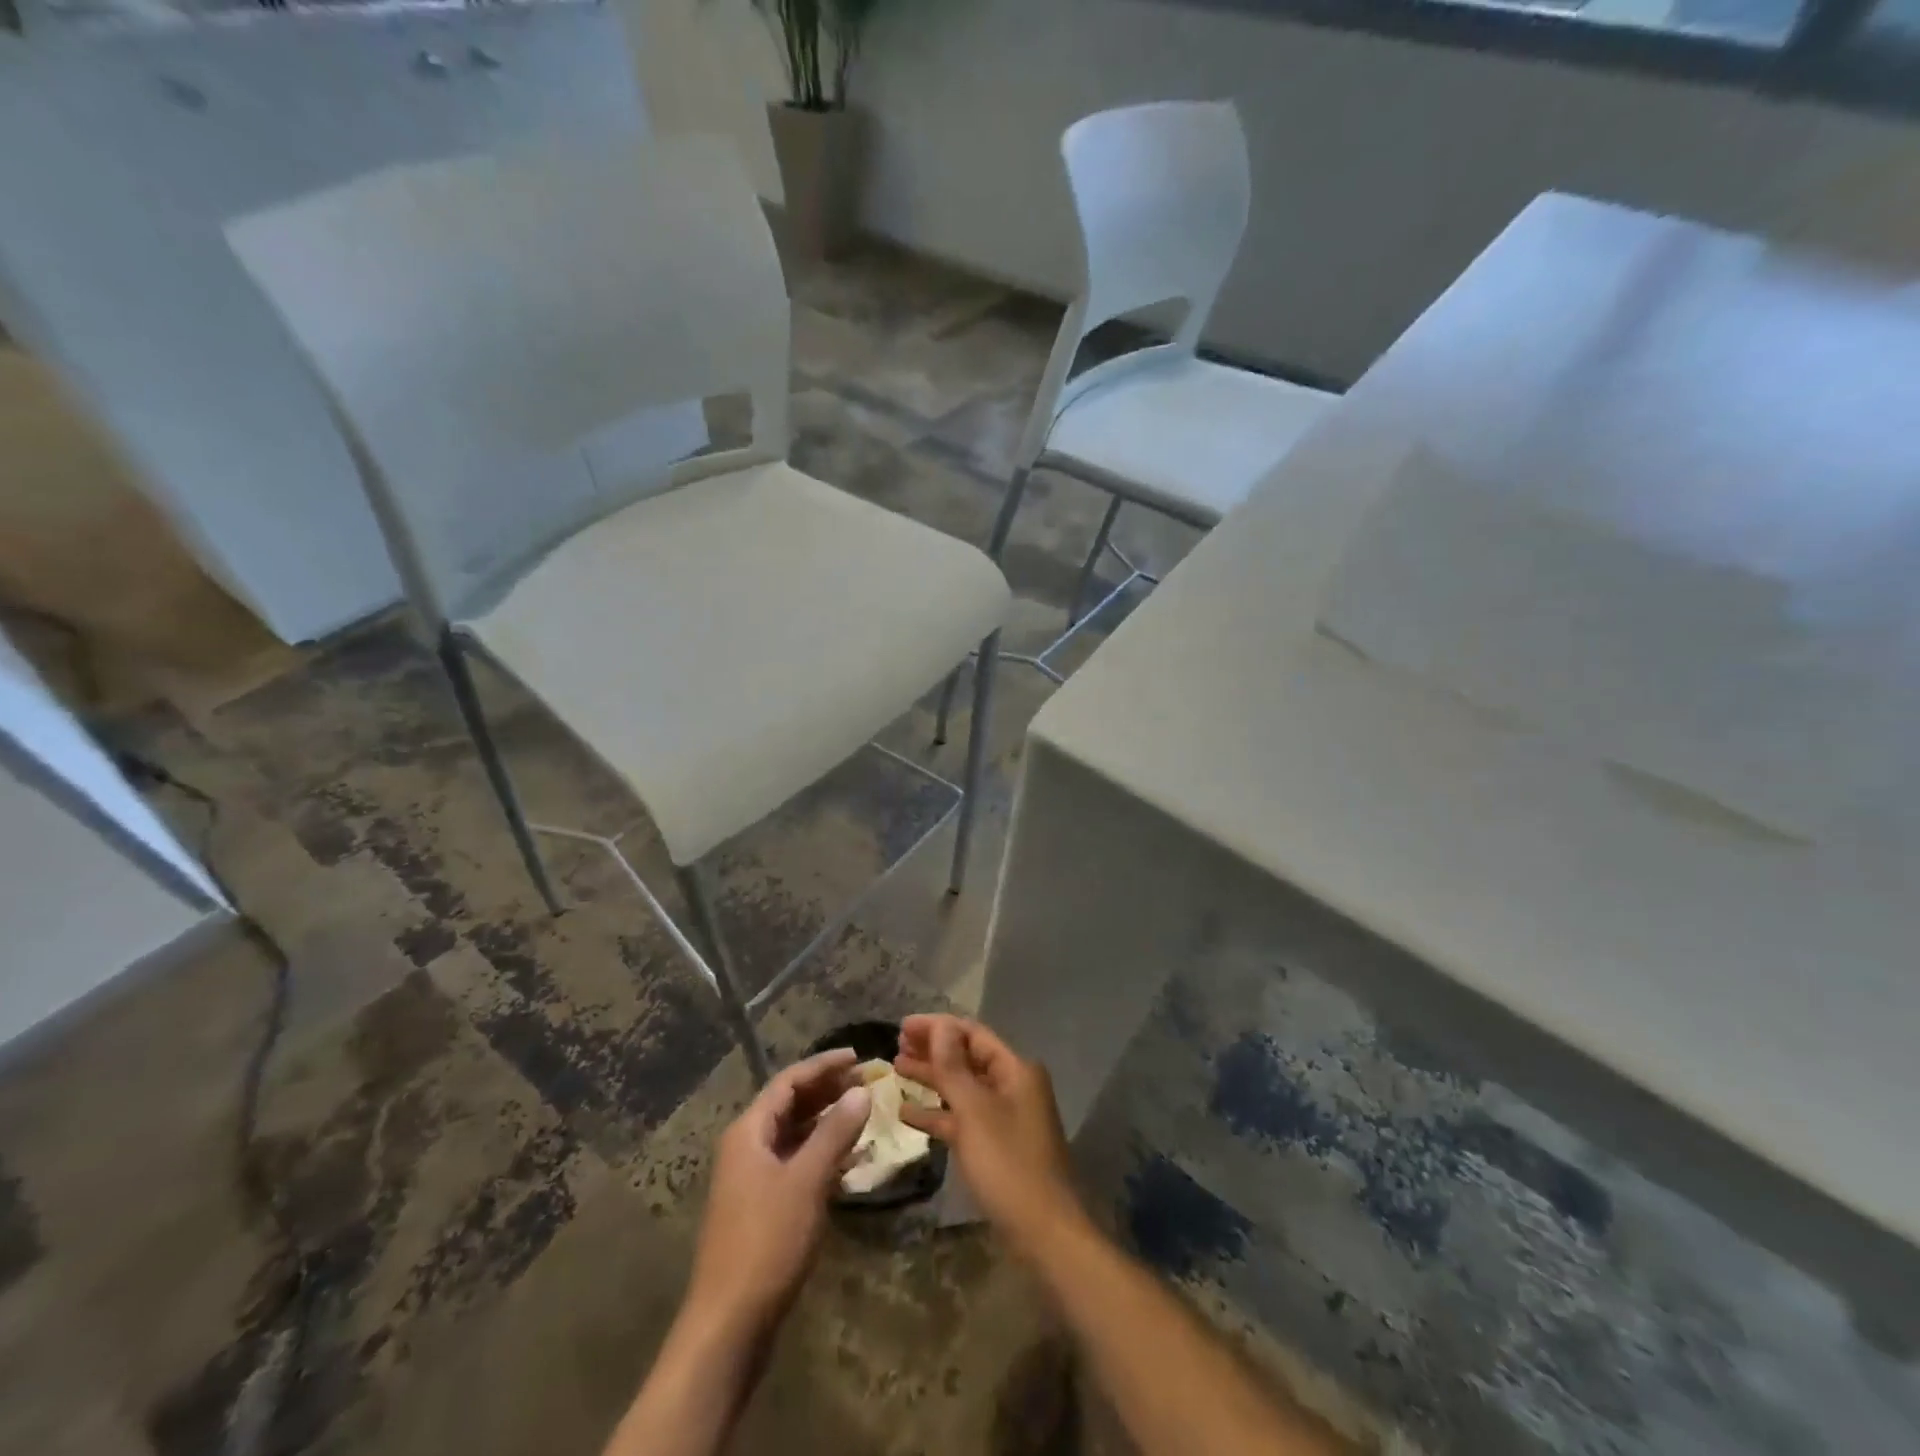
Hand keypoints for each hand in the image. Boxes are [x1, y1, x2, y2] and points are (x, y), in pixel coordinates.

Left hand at [686, 1048, 870, 1333]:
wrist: (729, 1324)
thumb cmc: (766, 1241)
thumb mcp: (806, 1180)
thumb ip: (835, 1132)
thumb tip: (861, 1091)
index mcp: (748, 1132)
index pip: (788, 1081)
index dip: (823, 1066)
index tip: (858, 1057)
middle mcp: (746, 1147)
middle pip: (790, 1105)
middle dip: (827, 1091)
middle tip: (866, 1082)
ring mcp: (752, 1179)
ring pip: (794, 1135)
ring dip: (827, 1122)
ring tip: (863, 1114)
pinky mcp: (762, 1208)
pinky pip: (795, 1163)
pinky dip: (821, 1154)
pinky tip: (849, 1160)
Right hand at [894, 1014, 1088, 1257]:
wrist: (1044, 1233)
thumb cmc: (1008, 1164)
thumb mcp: (975, 1111)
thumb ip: (953, 1067)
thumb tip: (940, 1025)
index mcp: (1015, 1070)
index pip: (972, 1033)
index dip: (937, 1027)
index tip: (902, 1026)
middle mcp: (1012, 1086)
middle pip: (967, 1057)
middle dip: (933, 1049)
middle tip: (896, 1045)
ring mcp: (1005, 1117)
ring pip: (963, 1088)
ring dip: (931, 1078)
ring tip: (896, 1068)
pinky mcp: (996, 1146)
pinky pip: (963, 1119)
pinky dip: (938, 1113)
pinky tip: (906, 1113)